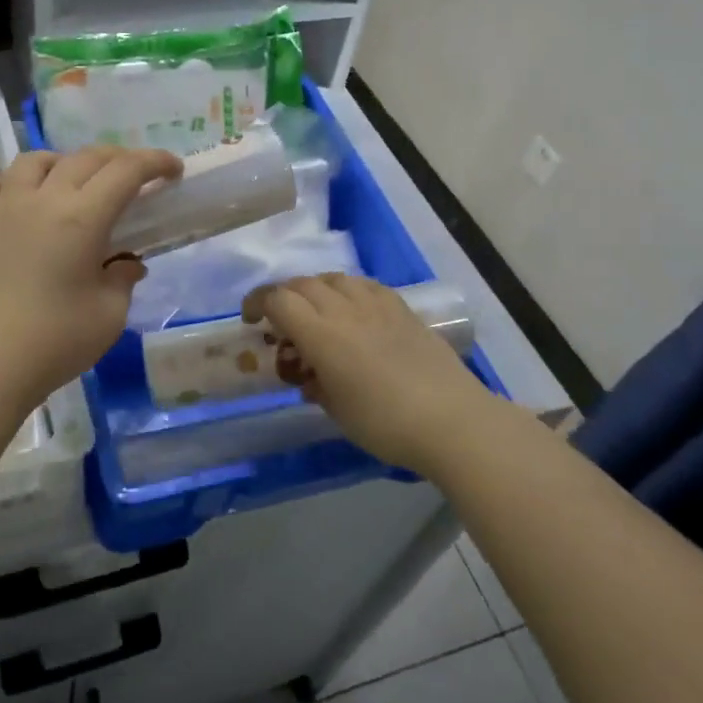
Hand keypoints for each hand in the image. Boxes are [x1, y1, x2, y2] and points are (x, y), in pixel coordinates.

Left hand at [0, 146, 181, 407]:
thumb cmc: (56, 341)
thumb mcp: (110, 314)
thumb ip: (122, 279)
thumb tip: (126, 263)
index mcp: (82, 218)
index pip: (125, 171)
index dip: (154, 162)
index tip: (173, 169)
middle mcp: (42, 201)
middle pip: (84, 158)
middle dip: (117, 158)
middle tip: (136, 176)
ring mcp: (3, 210)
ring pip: (33, 161)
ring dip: (62, 162)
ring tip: (74, 181)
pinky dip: (10, 182)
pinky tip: (19, 198)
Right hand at [242, 274, 494, 477]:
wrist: (451, 420)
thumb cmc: (385, 424)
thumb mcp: (336, 411)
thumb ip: (315, 384)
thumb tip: (309, 376)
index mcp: (322, 335)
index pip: (278, 300)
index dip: (257, 303)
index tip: (250, 320)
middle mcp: (345, 309)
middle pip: (302, 284)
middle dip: (282, 296)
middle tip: (279, 320)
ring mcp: (376, 304)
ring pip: (333, 279)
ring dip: (314, 289)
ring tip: (315, 312)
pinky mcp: (401, 308)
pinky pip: (364, 285)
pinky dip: (346, 291)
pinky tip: (353, 310)